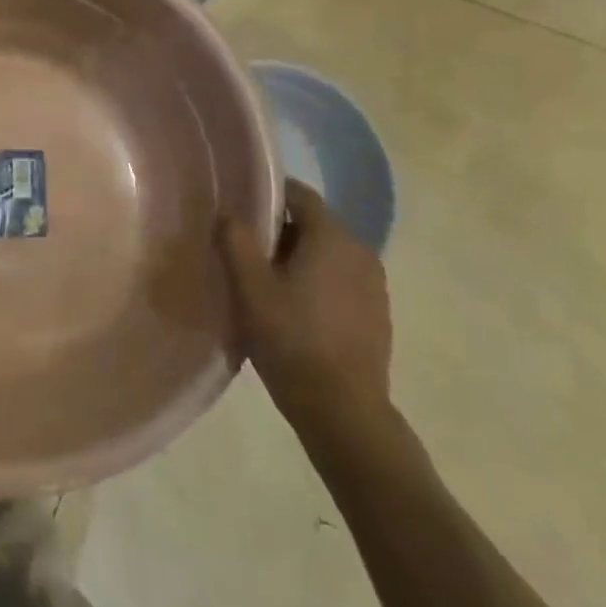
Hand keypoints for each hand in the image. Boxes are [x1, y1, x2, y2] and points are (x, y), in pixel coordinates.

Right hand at [219, 178, 392, 446]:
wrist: (344, 412)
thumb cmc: (292, 340)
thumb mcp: (250, 288)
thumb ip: (235, 241)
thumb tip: (228, 213)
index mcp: (332, 236)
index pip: (299, 194)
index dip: (268, 195)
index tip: (240, 209)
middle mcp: (360, 250)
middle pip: (313, 223)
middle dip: (279, 230)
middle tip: (245, 251)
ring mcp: (373, 284)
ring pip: (327, 253)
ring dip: (298, 258)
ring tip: (266, 283)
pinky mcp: (377, 312)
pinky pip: (340, 279)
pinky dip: (317, 282)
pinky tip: (295, 311)